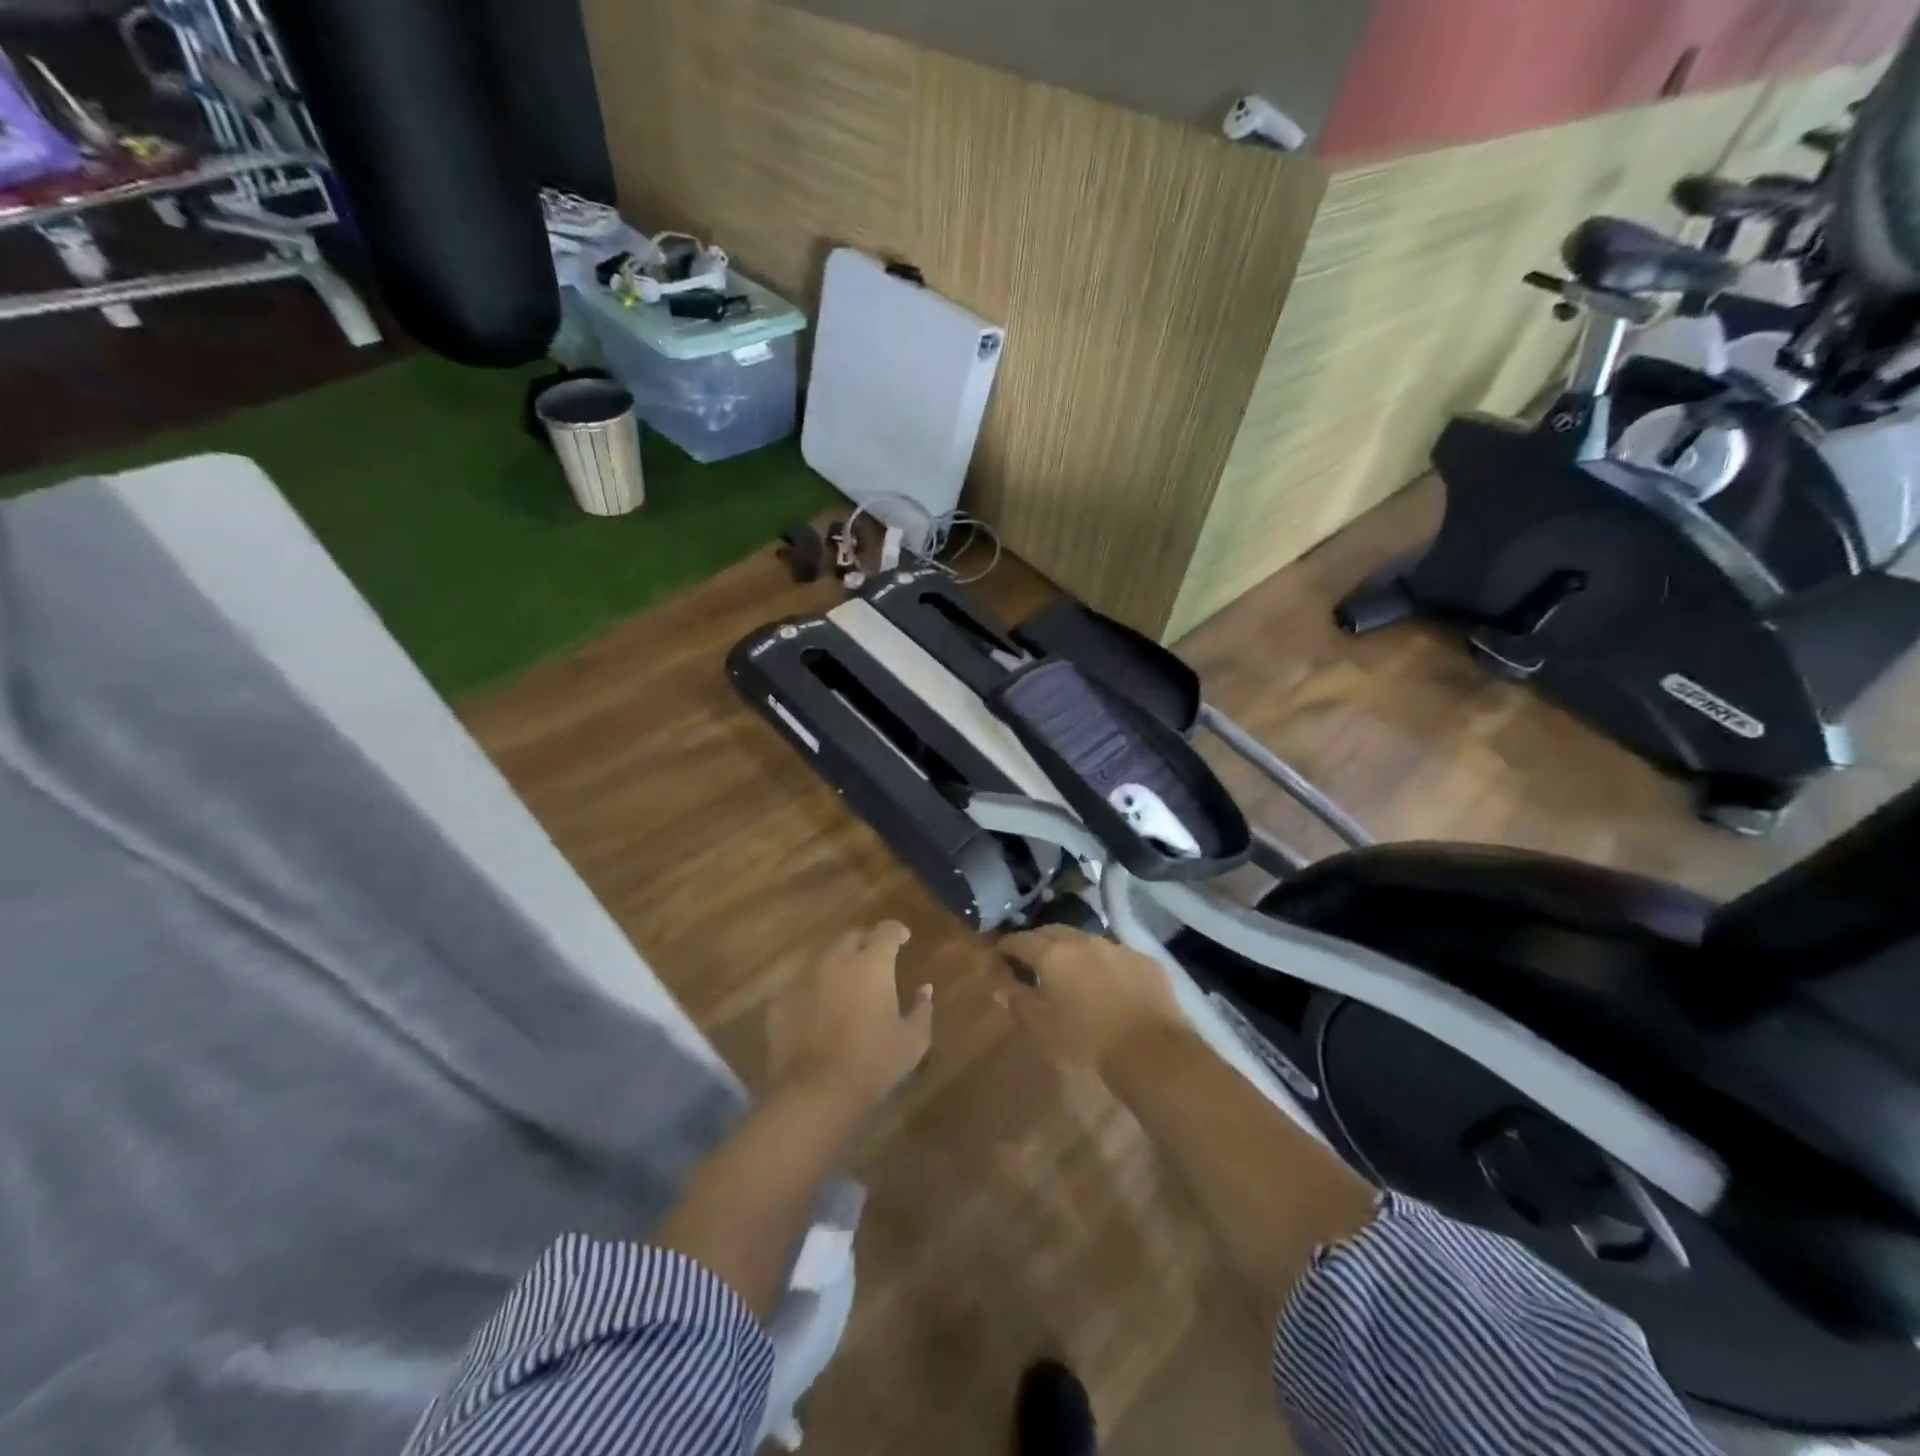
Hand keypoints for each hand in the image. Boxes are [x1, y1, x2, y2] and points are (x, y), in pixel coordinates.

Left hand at [769, 921, 932, 1113]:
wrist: (814, 1092)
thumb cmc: (872, 1063)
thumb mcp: (912, 1041)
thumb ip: (922, 1009)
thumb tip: (924, 989)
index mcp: (872, 963)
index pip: (886, 931)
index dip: (896, 931)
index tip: (903, 938)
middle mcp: (836, 960)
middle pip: (851, 938)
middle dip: (865, 944)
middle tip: (874, 962)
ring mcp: (804, 978)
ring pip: (824, 960)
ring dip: (838, 967)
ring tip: (846, 988)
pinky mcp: (781, 1000)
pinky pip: (802, 986)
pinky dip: (814, 991)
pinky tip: (819, 1013)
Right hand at [995, 926, 1189, 1076]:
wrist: (1150, 1050)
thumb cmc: (1087, 1042)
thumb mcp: (1044, 1029)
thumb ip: (1019, 1003)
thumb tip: (1000, 989)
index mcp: (1053, 955)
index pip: (1021, 940)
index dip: (1008, 945)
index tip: (1001, 953)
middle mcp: (1083, 941)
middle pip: (1052, 931)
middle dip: (1038, 940)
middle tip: (1031, 956)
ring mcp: (1116, 946)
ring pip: (1085, 939)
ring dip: (1071, 948)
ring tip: (1068, 967)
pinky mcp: (1143, 959)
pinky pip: (1114, 953)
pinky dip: (1102, 962)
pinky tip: (1106, 981)